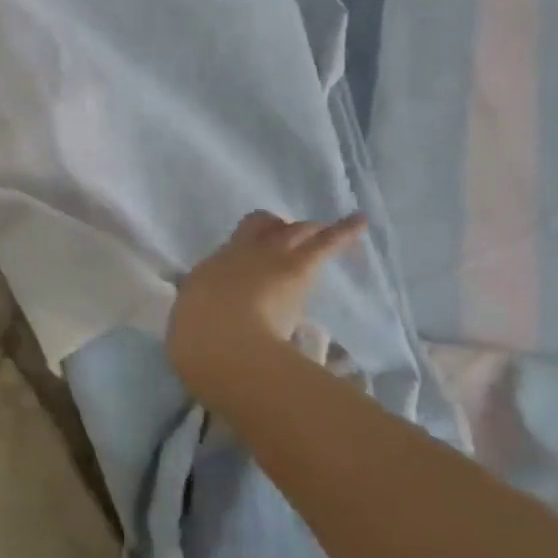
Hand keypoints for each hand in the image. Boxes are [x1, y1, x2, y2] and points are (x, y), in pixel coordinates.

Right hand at [167, 211, 363, 388]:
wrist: (221, 339)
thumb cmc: (200, 334)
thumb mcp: (197, 318)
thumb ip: (209, 308)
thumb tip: (214, 311)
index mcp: (213, 266)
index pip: (233, 244)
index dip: (249, 239)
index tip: (258, 248)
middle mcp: (240, 253)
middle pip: (264, 228)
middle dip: (278, 230)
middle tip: (288, 238)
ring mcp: (269, 255)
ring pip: (294, 231)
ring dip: (307, 231)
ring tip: (321, 230)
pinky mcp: (298, 267)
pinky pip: (326, 242)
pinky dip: (345, 230)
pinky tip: (360, 219)